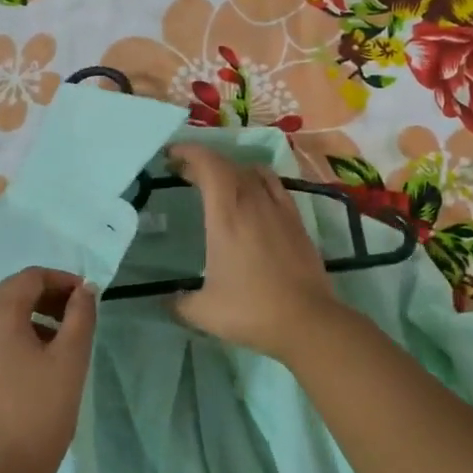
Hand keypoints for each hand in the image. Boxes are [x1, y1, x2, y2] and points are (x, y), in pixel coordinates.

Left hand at [0, 267, 96, 472]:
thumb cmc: (39, 412)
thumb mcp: (70, 359)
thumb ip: (80, 315)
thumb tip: (84, 290)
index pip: (30, 277)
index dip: (63, 280)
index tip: (88, 299)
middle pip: (12, 294)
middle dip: (47, 298)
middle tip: (78, 317)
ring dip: (32, 319)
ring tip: (61, 345)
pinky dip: (15, 341)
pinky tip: (35, 370)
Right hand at [167, 143, 345, 358]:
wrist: (307, 321)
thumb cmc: (251, 311)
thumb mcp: (202, 312)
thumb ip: (178, 302)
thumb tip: (165, 300)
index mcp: (226, 215)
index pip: (208, 165)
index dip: (189, 152)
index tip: (171, 154)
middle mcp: (252, 202)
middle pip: (227, 165)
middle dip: (203, 162)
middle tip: (184, 172)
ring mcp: (279, 208)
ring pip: (252, 171)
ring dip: (231, 170)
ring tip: (218, 183)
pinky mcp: (297, 220)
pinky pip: (274, 185)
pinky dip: (257, 180)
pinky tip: (253, 197)